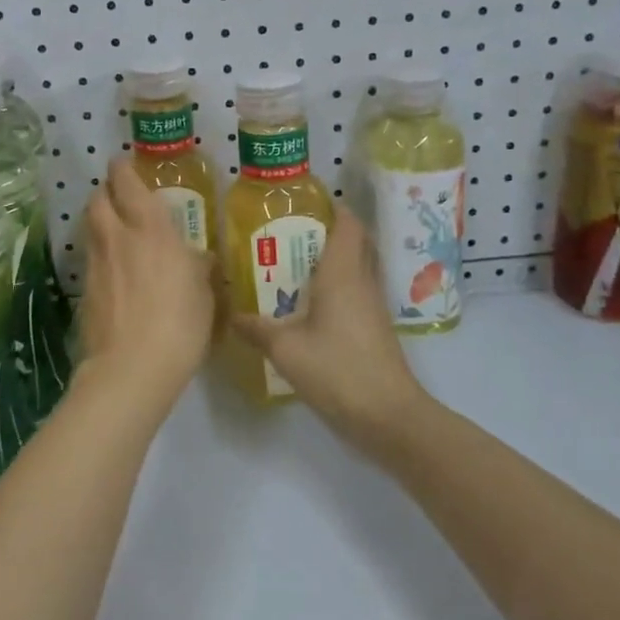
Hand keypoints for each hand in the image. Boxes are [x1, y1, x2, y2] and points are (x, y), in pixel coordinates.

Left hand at [77, 157, 216, 410]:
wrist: (131, 368)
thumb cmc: (180, 324)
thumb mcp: (204, 294)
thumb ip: (199, 268)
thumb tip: (201, 258)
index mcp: (150, 229)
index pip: (127, 183)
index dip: (122, 169)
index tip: (124, 163)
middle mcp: (117, 237)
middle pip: (97, 199)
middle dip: (106, 192)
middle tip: (120, 197)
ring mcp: (96, 264)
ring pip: (90, 227)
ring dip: (99, 221)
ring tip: (116, 231)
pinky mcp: (84, 291)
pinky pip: (90, 259)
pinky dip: (99, 255)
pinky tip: (114, 271)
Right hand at [229, 207, 427, 448]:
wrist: (387, 415)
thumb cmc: (338, 370)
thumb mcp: (286, 349)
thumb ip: (257, 328)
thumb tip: (231, 314)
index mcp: (343, 273)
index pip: (349, 223)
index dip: (332, 207)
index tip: (303, 204)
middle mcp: (362, 281)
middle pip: (355, 240)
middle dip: (328, 230)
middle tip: (291, 233)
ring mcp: (373, 305)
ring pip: (358, 266)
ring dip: (333, 258)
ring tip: (294, 263)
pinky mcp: (376, 326)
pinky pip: (357, 290)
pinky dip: (338, 284)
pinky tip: (311, 302)